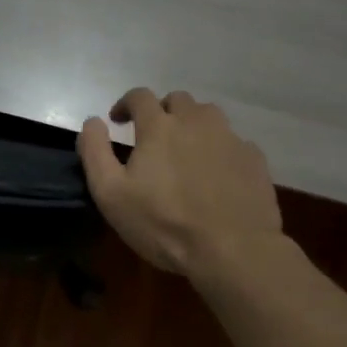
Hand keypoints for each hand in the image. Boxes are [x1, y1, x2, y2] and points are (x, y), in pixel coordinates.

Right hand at [78, 88, 281, 278]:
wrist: (234, 249)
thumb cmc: (164, 223)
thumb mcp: (111, 194)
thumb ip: (95, 151)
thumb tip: (92, 121)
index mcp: (160, 126)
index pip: (139, 96)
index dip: (125, 104)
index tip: (117, 120)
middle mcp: (196, 121)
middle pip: (177, 100)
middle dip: (162, 112)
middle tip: (153, 137)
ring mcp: (230, 138)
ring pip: (208, 116)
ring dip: (193, 125)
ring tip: (186, 151)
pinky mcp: (254, 159)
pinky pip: (233, 142)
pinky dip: (220, 149)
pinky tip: (216, 173)